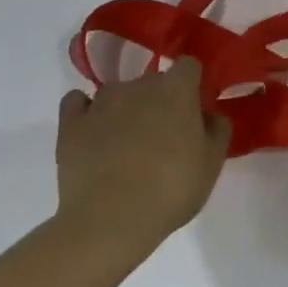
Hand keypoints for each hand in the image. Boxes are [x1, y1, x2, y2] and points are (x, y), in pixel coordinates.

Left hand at [54, 60, 231, 254]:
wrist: (110, 220)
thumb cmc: (172, 188)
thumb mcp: (213, 161)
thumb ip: (217, 128)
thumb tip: (207, 115)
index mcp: (177, 89)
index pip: (188, 66)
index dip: (192, 84)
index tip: (194, 109)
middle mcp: (138, 86)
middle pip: (153, 80)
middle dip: (160, 100)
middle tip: (164, 135)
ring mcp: (100, 103)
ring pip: (117, 92)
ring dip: (125, 108)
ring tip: (126, 142)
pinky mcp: (69, 125)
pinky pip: (76, 103)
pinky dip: (85, 111)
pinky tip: (93, 131)